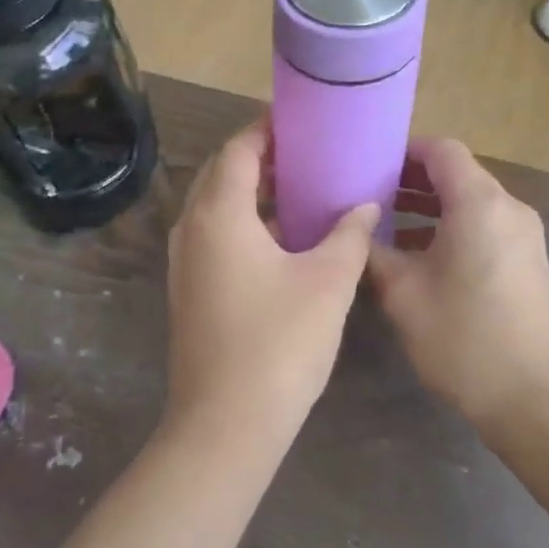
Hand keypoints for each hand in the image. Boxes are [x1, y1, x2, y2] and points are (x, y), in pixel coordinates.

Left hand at [166, 118, 378, 436]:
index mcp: (219, 214)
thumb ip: (349, 234)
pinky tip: (279, 241)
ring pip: (214, 206)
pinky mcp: (187, 290)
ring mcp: (183, 262)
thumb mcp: (328, 282)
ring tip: (297, 191)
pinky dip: (241, 223)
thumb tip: (365, 204)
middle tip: (306, 155)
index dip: (266, 130)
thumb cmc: (280, 344)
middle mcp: (191, 228)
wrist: (225, 425)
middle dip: (259, 157)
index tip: (301, 123)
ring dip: (250, 191)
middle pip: (221, 173)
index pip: (238, 150)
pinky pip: (212, 235)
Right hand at [368, 139, 548, 430]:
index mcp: (479, 204)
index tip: (367, 165)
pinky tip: (417, 257)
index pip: (442, 150)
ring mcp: (523, 236)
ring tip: (385, 226)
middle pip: (457, 173)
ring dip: (429, 206)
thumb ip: (373, 252)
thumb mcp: (403, 294)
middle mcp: (507, 209)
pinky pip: (483, 225)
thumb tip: (355, 230)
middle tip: (367, 196)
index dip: (403, 151)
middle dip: (411, 180)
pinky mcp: (527, 261)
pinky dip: (450, 227)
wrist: (537, 400)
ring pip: (470, 201)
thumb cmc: (464, 339)